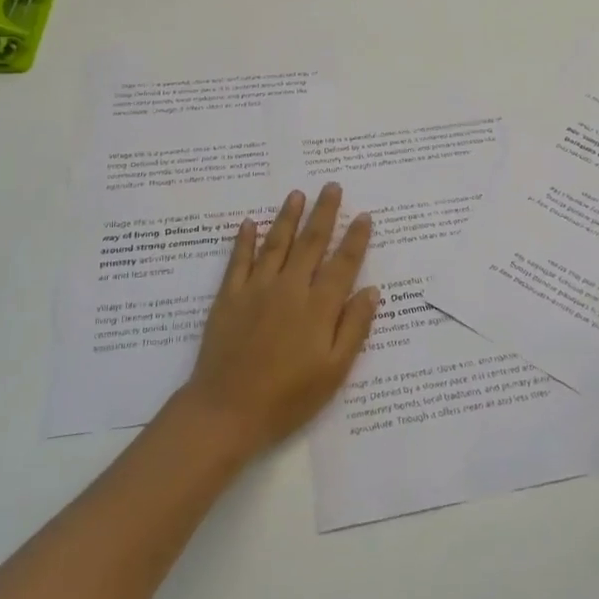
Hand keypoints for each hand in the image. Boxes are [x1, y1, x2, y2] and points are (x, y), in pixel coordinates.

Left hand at [178, 183, 378, 458]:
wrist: (227, 411)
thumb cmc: (288, 398)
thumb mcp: (334, 372)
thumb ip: (354, 329)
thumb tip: (371, 291)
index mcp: (318, 308)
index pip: (343, 264)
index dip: (355, 239)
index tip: (364, 216)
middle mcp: (289, 288)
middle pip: (311, 242)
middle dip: (324, 213)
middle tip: (331, 186)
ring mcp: (256, 289)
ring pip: (276, 243)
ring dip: (287, 217)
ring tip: (297, 194)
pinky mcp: (228, 297)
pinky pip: (238, 260)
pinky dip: (244, 240)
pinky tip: (248, 223)